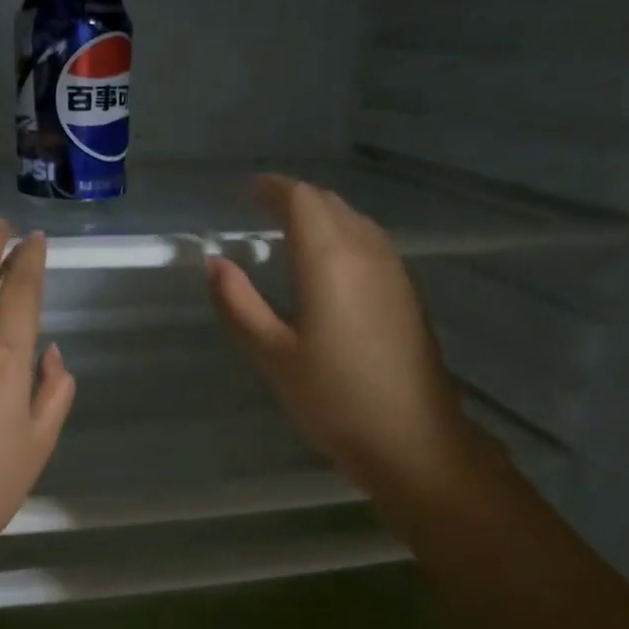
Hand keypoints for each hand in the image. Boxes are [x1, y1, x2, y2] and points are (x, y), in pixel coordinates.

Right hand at [207, 177, 488, 510]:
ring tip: (291, 230)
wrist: (412, 439)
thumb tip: (216, 263)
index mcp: (330, 261)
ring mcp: (394, 272)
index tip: (247, 191)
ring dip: (322, 216)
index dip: (273, 189)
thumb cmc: (334, 400)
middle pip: (331, 204)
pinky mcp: (407, 294)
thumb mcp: (273, 355)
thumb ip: (240, 305)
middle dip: (296, 198)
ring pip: (355, 222)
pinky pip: (370, 244)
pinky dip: (342, 237)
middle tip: (262, 208)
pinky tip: (329, 264)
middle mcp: (367, 253)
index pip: (302, 201)